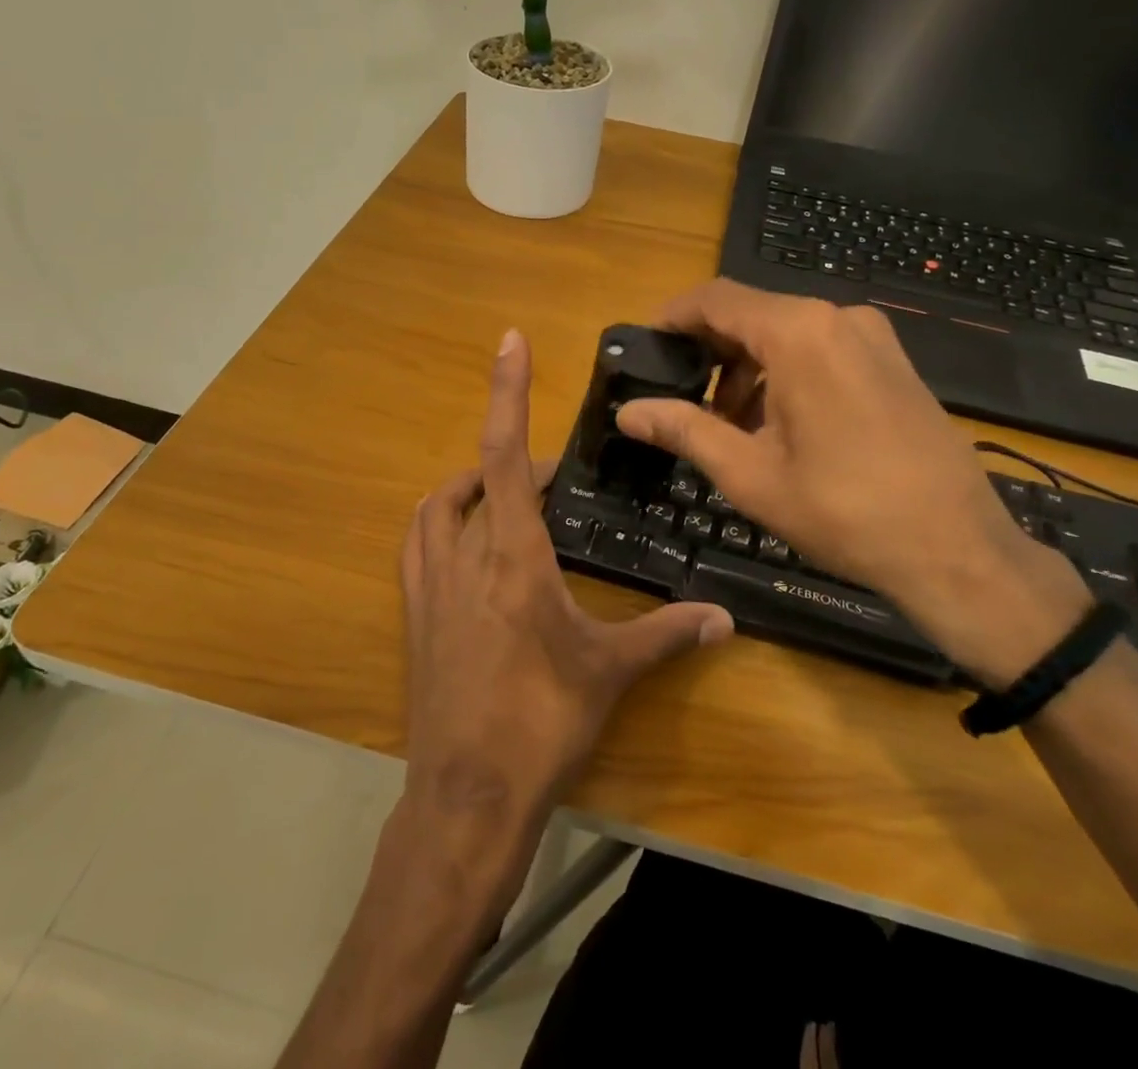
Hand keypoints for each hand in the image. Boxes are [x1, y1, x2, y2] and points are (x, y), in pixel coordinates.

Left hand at [400, 329, 733, 836]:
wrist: (467, 796)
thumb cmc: (542, 723)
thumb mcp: (609, 672)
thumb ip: (667, 634)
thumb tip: (723, 619)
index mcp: (514, 556)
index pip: (506, 455)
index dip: (507, 392)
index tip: (509, 341)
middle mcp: (464, 556)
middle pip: (478, 477)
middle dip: (513, 462)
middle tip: (553, 478)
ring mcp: (430, 585)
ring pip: (437, 507)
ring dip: (469, 485)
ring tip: (507, 496)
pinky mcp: (414, 615)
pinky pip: (418, 544)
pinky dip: (440, 522)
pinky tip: (466, 542)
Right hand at [615, 281, 1088, 686]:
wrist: (958, 550)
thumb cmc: (844, 512)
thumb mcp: (750, 474)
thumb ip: (684, 429)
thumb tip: (628, 411)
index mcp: (799, 333)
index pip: (715, 299)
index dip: (672, 317)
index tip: (645, 347)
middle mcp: (838, 317)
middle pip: (752, 313)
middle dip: (710, 351)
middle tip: (681, 398)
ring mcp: (873, 337)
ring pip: (787, 333)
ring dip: (747, 368)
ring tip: (729, 425)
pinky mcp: (894, 361)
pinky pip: (822, 348)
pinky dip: (786, 373)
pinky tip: (779, 425)